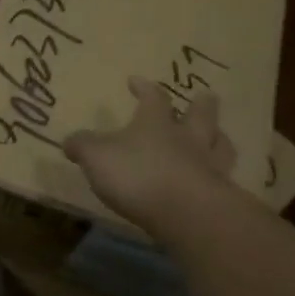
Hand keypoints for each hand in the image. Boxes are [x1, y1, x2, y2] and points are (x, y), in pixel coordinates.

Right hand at [64, 77, 236, 230]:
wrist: (188, 214)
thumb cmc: (138, 175)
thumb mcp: (96, 156)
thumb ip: (82, 146)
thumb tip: (70, 141)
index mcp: (155, 124)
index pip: (153, 98)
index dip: (144, 88)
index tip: (136, 81)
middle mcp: (187, 140)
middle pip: (200, 116)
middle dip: (201, 105)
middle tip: (206, 96)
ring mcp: (209, 168)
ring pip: (220, 146)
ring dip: (219, 139)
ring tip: (220, 136)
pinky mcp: (221, 198)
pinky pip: (224, 181)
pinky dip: (221, 178)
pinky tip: (218, 182)